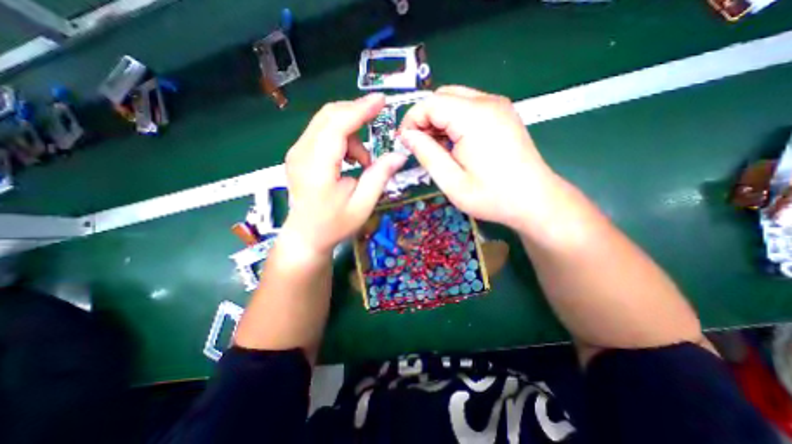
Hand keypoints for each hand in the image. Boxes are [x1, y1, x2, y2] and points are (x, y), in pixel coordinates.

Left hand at [283, 94, 407, 256]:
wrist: (306, 236)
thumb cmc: (334, 224)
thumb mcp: (363, 204)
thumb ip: (380, 176)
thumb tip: (399, 155)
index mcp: (318, 167)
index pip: (337, 125)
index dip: (360, 109)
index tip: (381, 100)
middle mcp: (302, 153)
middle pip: (329, 116)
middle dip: (357, 116)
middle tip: (377, 127)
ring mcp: (297, 152)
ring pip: (326, 122)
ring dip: (351, 133)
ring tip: (363, 161)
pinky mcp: (298, 155)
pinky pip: (322, 133)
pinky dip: (341, 138)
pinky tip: (350, 160)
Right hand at [399, 87, 558, 232]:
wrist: (534, 200)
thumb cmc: (492, 196)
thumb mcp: (452, 182)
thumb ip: (427, 154)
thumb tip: (407, 136)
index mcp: (474, 118)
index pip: (431, 103)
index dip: (411, 120)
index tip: (404, 142)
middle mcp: (488, 103)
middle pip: (443, 96)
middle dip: (424, 118)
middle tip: (419, 146)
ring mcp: (498, 106)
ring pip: (455, 100)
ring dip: (439, 120)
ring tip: (435, 148)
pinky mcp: (502, 114)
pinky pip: (469, 108)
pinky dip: (454, 121)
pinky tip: (453, 144)